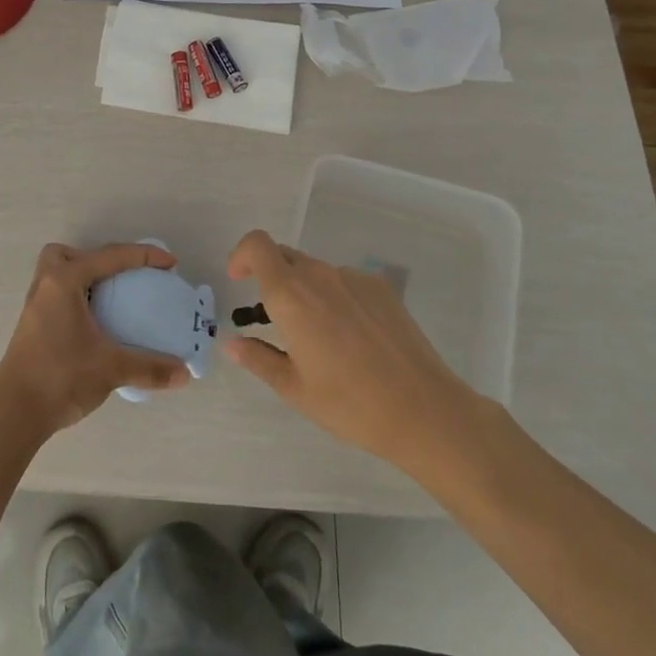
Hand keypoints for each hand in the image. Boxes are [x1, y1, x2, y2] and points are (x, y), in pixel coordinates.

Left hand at [0, 242, 190, 442]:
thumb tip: (184, 374)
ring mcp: (35, 306)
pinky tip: (93, 325)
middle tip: (122, 278)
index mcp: (64, 281)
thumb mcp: (110, 368)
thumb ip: (149, 368)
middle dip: (96, 259)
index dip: (144, 256)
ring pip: (57, 274)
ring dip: (83, 278)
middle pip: (68, 254)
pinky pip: (57, 295)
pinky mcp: (32, 326)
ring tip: (109, 299)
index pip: (110, 256)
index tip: (170, 263)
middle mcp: (46, 285)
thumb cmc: (60, 377)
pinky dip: (76, 298)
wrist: (13, 413)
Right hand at [221, 229, 492, 473]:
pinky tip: (353, 339)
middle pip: (284, 257)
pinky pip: (345, 282)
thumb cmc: (350, 403)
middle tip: (275, 320)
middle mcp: (320, 275)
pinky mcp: (381, 287)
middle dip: (271, 279)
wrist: (423, 410)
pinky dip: (336, 299)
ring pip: (316, 272)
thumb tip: (232, 343)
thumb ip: (258, 359)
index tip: (239, 281)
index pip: (257, 245)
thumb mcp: (294, 388)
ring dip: (305, 292)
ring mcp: (354, 278)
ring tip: (320, 338)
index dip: (241, 255)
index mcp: (291, 295)